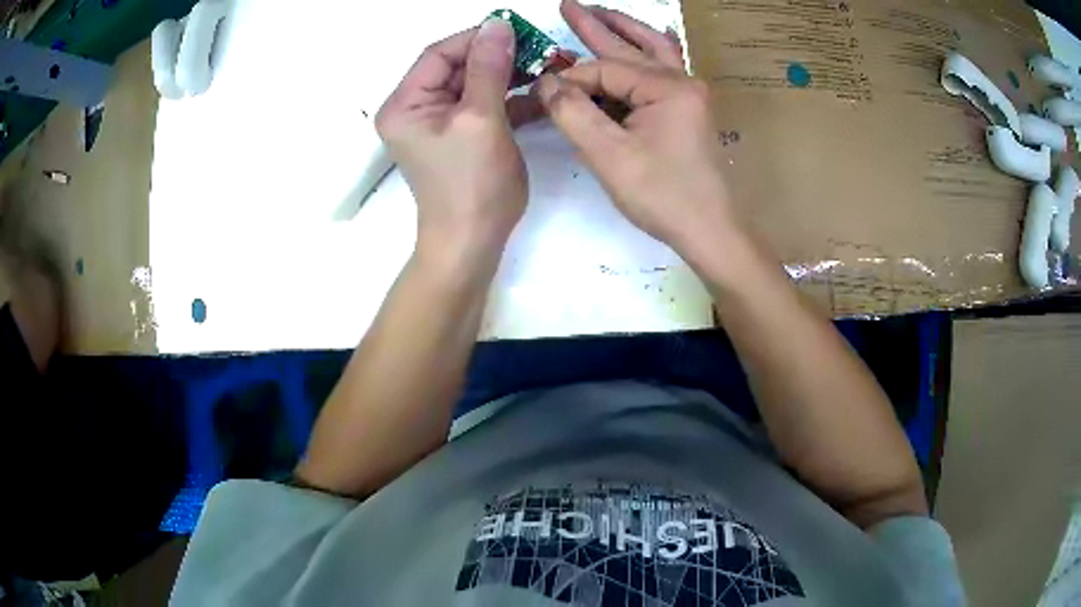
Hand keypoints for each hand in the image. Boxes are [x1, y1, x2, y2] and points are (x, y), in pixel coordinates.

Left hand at [376, 19, 525, 264]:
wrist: (473, 242)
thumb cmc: (472, 183)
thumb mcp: (481, 119)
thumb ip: (489, 67)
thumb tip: (498, 24)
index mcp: (405, 103)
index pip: (439, 53)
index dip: (477, 38)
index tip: (518, 30)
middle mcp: (416, 108)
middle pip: (459, 66)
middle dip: (500, 56)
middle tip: (540, 48)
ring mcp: (440, 122)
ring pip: (476, 83)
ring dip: (511, 74)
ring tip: (548, 64)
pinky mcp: (463, 134)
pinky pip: (485, 104)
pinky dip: (511, 97)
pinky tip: (540, 90)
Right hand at [537, 0, 739, 256]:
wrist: (710, 230)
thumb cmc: (662, 195)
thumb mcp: (608, 155)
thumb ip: (572, 113)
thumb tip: (546, 83)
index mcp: (667, 88)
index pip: (605, 71)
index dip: (570, 81)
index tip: (543, 94)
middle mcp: (682, 82)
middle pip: (632, 46)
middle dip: (597, 25)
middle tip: (568, 4)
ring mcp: (690, 95)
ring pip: (654, 51)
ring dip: (625, 31)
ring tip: (600, 13)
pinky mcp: (689, 110)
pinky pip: (668, 69)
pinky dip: (652, 52)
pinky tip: (650, 40)